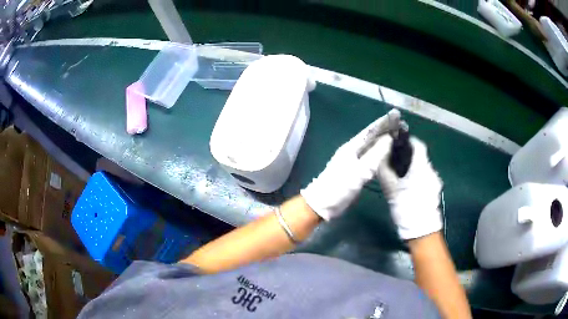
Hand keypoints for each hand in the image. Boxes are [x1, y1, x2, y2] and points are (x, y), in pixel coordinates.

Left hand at [300, 109, 399, 220]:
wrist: (324, 204)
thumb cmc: (339, 186)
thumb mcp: (358, 171)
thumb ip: (374, 155)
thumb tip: (388, 138)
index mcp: (352, 147)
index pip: (370, 130)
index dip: (383, 123)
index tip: (396, 115)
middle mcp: (353, 151)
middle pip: (372, 137)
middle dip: (386, 130)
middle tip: (401, 126)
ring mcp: (354, 161)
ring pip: (372, 148)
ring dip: (384, 142)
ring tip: (398, 138)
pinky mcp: (356, 171)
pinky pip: (372, 159)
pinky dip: (381, 155)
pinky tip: (389, 156)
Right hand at [375, 136, 442, 239]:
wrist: (421, 230)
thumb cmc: (406, 207)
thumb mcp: (391, 189)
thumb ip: (385, 170)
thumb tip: (380, 157)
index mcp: (421, 167)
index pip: (418, 145)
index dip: (408, 141)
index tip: (397, 143)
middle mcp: (431, 171)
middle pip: (421, 157)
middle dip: (409, 157)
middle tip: (395, 162)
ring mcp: (435, 182)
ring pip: (423, 168)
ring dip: (413, 169)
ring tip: (401, 177)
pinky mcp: (435, 191)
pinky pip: (426, 178)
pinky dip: (418, 178)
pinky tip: (409, 188)